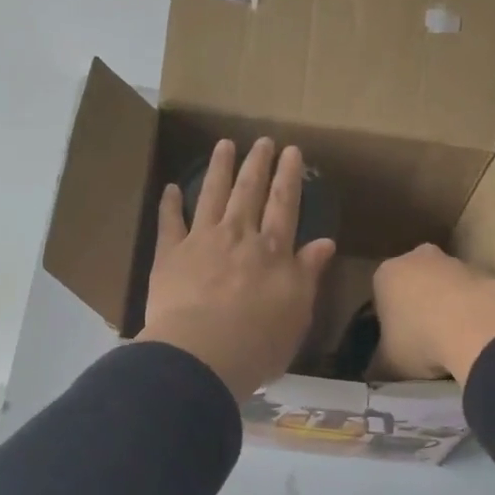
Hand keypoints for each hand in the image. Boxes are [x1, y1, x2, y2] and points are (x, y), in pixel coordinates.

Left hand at [136, 138, 337, 400]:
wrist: (201, 354)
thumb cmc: (258, 341)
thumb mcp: (298, 312)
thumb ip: (308, 273)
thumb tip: (324, 243)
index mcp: (272, 251)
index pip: (284, 205)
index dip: (288, 177)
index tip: (292, 152)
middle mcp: (238, 236)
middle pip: (249, 192)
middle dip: (257, 164)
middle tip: (262, 140)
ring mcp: (201, 241)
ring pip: (212, 195)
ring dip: (219, 169)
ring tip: (224, 145)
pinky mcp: (169, 255)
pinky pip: (170, 222)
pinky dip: (170, 204)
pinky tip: (172, 188)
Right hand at [372, 244, 494, 383]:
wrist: (480, 327)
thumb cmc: (420, 341)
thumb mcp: (388, 364)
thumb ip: (379, 365)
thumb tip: (376, 372)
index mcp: (385, 275)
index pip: (380, 297)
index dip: (388, 322)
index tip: (397, 344)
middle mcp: (417, 258)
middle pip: (414, 286)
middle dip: (419, 308)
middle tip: (425, 342)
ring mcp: (455, 261)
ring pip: (446, 288)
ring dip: (449, 309)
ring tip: (454, 344)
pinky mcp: (488, 271)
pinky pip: (473, 295)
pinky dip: (474, 312)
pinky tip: (477, 337)